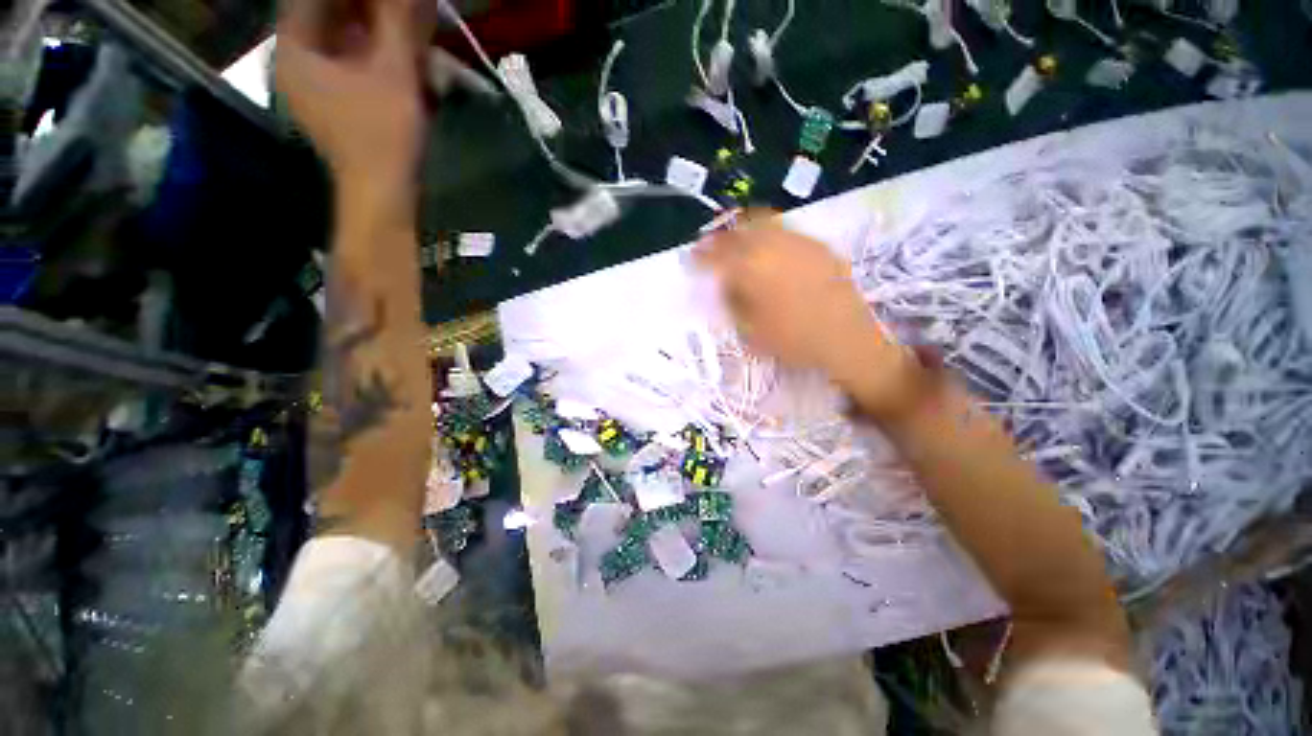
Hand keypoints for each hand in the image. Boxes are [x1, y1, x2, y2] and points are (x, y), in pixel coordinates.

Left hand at [275, 0, 427, 210]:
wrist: (383, 193)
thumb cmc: (382, 134)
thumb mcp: (393, 72)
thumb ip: (395, 21)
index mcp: (295, 48)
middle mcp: (295, 62)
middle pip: (323, 16)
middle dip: (361, 8)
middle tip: (396, 6)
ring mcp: (313, 87)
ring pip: (337, 41)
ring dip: (368, 28)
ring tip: (400, 23)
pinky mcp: (333, 105)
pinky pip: (347, 65)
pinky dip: (369, 53)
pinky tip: (394, 51)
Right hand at [695, 216, 921, 419]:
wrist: (847, 340)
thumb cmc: (794, 341)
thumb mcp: (751, 329)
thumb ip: (733, 301)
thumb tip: (725, 283)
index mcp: (752, 269)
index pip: (717, 256)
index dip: (701, 256)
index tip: (692, 259)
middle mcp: (774, 247)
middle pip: (739, 231)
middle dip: (721, 237)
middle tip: (712, 246)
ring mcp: (799, 242)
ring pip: (763, 223)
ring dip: (744, 230)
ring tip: (738, 241)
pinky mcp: (819, 245)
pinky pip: (786, 231)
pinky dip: (770, 235)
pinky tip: (771, 250)